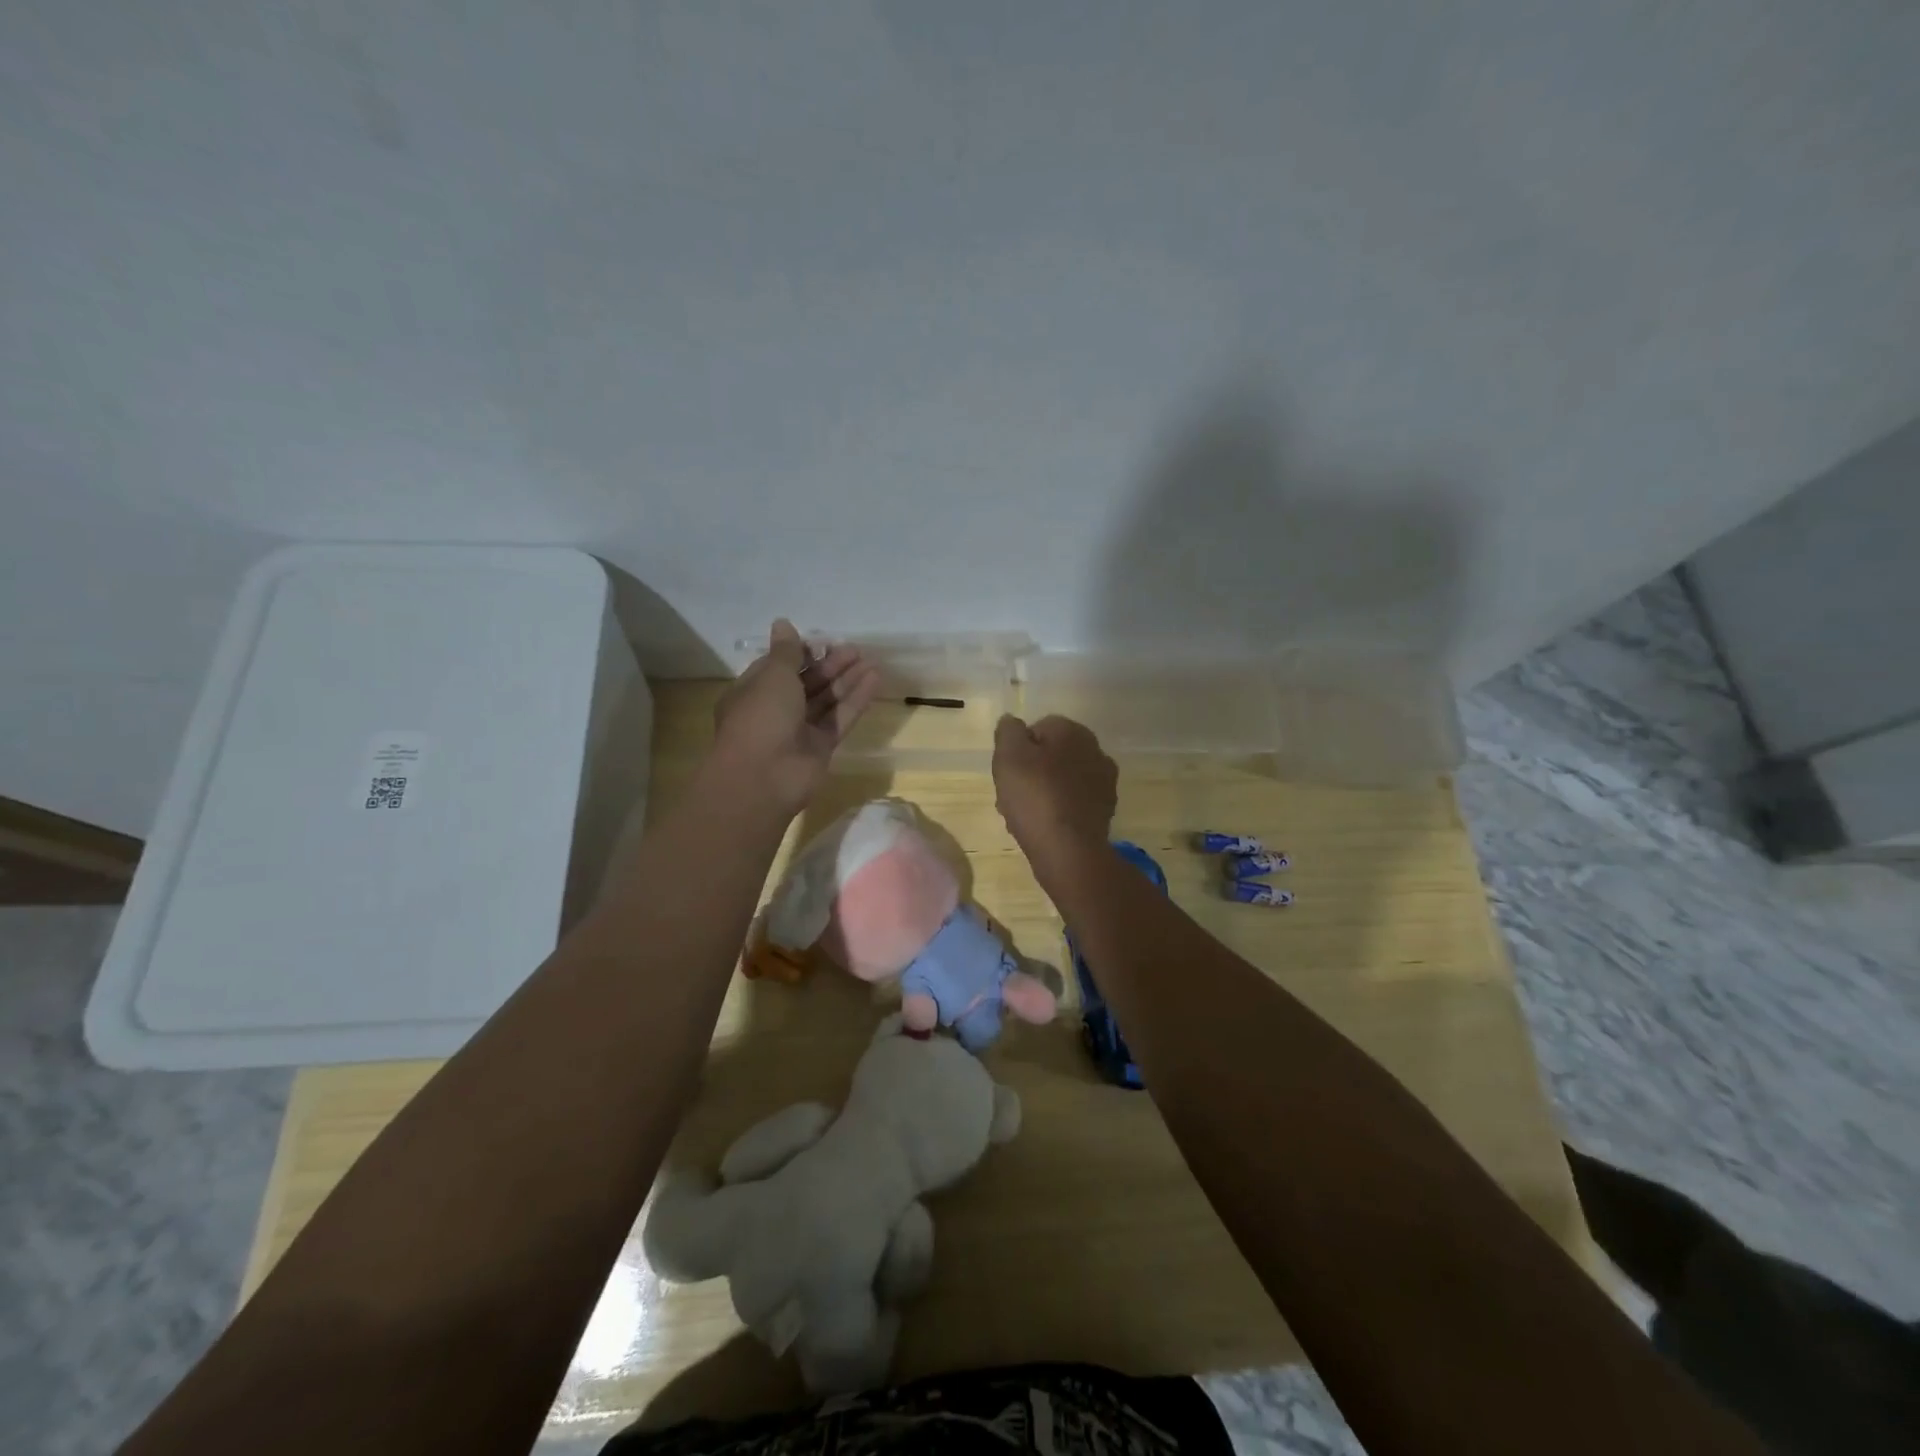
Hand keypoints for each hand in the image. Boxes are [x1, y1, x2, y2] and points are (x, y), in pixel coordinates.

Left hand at [712, 620, 880, 815]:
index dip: (800, 654)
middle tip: (855, 650)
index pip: (778, 668)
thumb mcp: (773, 676)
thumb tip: (783, 623)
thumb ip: (786, 652)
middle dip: (829, 665)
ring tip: (871, 661)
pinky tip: (875, 680)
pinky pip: (840, 718)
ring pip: (826, 700)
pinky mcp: (821, 746)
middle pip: (806, 683)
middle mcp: (775, 710)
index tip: (822, 642)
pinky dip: (856, 700)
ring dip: (847, 680)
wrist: (764, 777)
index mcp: (753, 692)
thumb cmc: (761, 717)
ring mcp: (799, 730)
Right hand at [992, 714, 1116, 865]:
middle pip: (1051, 755)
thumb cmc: (1035, 796)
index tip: (1006, 772)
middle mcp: (1095, 750)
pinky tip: (1043, 826)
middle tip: (1011, 794)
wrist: (1069, 849)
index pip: (1038, 728)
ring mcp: (1104, 782)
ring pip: (1062, 779)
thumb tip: (1012, 722)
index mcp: (1073, 731)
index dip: (1017, 749)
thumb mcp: (1009, 755)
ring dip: (1043, 791)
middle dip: (1031, 771)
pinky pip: (1073, 802)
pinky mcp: (1105, 810)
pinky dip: (1058, 809)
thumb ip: (1008, 731)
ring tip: (1023, 815)